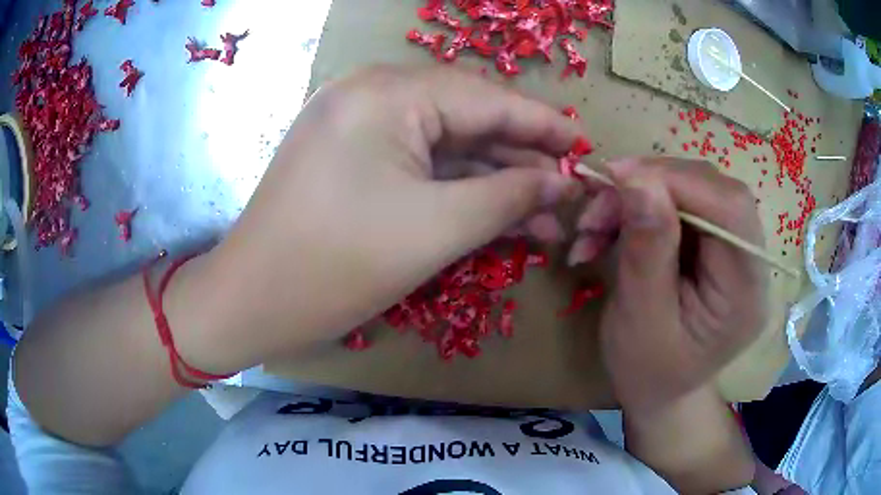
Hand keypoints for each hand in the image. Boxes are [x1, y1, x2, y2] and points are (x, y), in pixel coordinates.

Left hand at [200, 65, 581, 369]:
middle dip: (522, 159)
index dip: (543, 125)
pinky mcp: (351, 156)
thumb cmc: (335, 266)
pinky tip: (498, 211)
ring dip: (494, 179)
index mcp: (387, 93)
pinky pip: (418, 163)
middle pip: (467, 120)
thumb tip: (563, 182)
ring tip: (546, 215)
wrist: (250, 302)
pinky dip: (458, 188)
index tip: (586, 145)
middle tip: (570, 192)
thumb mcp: (436, 229)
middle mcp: (371, 95)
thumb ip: (510, 196)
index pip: (487, 99)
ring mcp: (357, 125)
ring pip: (445, 146)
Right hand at [575, 158, 768, 411]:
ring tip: (597, 223)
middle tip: (599, 203)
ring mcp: (734, 249)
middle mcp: (751, 262)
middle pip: (714, 190)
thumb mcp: (640, 319)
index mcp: (745, 292)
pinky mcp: (715, 243)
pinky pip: (682, 203)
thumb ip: (647, 250)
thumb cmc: (648, 371)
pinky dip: (642, 205)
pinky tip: (613, 226)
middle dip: (653, 185)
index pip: (730, 210)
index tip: (618, 177)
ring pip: (694, 189)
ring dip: (641, 195)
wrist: (659, 391)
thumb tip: (637, 178)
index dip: (679, 180)